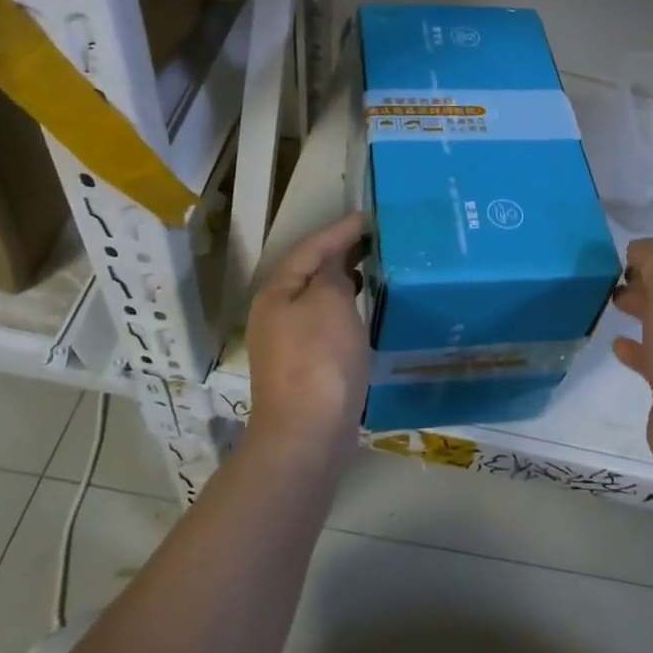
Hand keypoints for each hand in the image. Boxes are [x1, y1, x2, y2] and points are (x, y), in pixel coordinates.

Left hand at [245, 212, 370, 459]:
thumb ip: (333, 273)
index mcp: (277, 292)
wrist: (306, 435)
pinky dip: (345, 311)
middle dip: (340, 254)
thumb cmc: (319, 360)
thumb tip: (335, 266)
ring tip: (375, 271)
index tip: (368, 217)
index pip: (310, 247)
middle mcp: (275, 313)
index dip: (339, 230)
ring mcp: (287, 343)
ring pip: (318, 299)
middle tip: (376, 241)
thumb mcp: (330, 302)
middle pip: (310, 272)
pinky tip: (365, 315)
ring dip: (344, 282)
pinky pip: (326, 323)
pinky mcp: (304, 367)